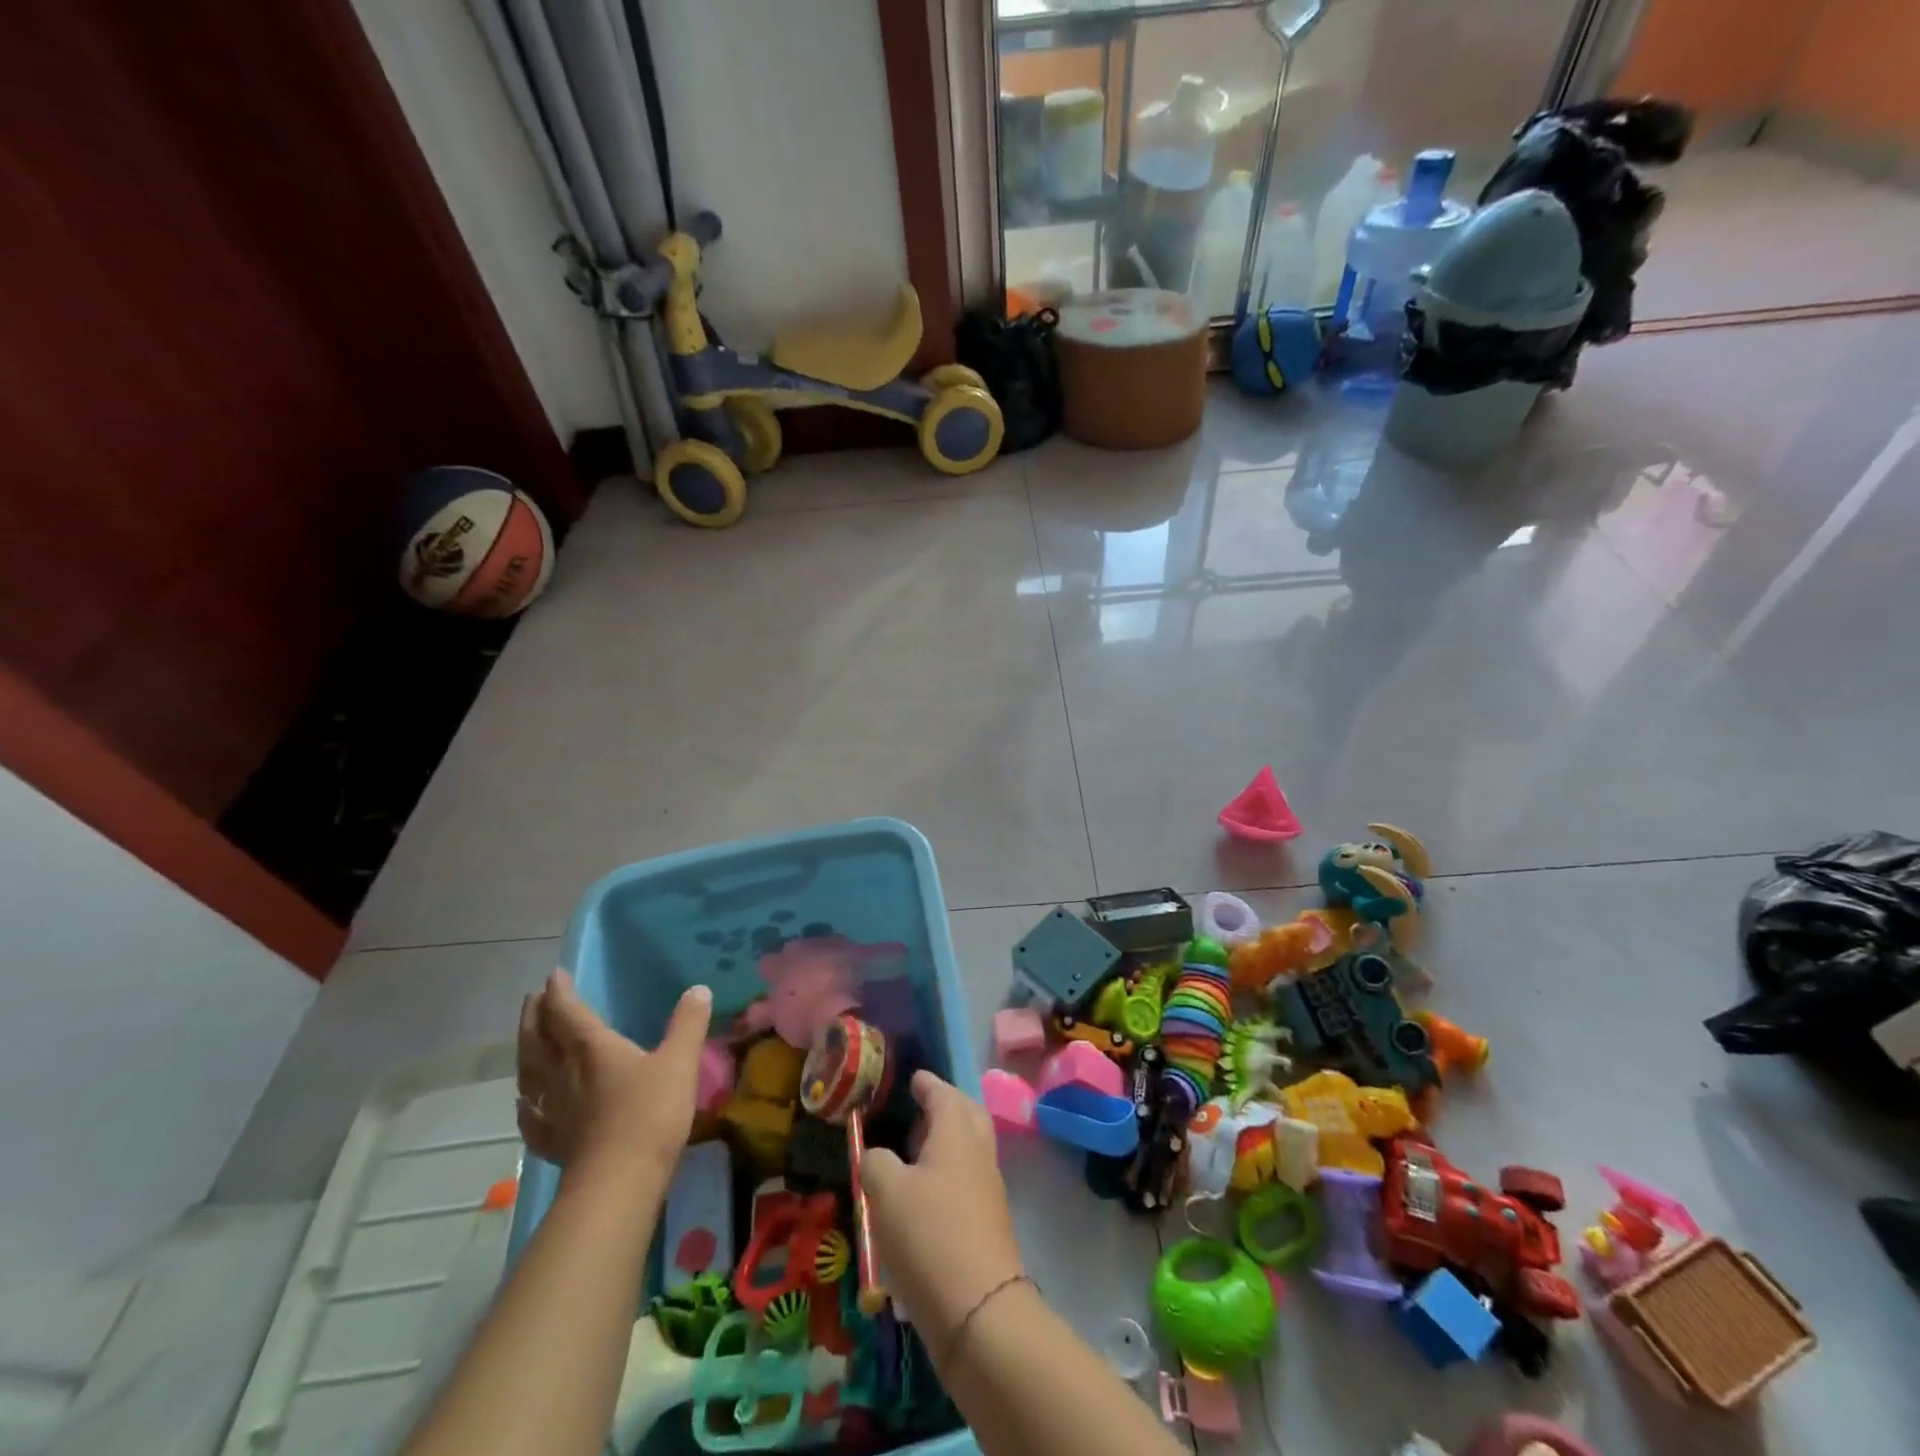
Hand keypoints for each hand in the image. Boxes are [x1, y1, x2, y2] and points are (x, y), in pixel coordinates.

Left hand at [516, 969, 711, 1177]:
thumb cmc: (650, 1113)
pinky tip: (524, 1103)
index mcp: (591, 1048)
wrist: (619, 1183)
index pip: (567, 1012)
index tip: (554, 974)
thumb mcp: (680, 1061)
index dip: (559, 991)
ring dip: (525, 1053)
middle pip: (538, 1040)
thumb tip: (698, 989)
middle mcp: (564, 1074)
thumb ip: (688, 1024)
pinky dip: (525, 1105)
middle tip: (532, 999)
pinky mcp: (554, 1143)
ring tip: (526, 1042)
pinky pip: (531, 1118)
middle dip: (534, 1016)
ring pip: (529, 1075)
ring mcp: (553, 1110)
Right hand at [862, 1071, 1023, 1346]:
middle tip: (919, 1106)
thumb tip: (877, 1155)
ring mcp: (988, 1188)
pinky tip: (924, 1191)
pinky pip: (968, 1178)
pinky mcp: (988, 1221)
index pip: (943, 1093)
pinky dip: (949, 1171)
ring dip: (947, 1140)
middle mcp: (978, 1151)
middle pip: (966, 1114)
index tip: (913, 1078)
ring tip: (915, 1148)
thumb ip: (876, 1162)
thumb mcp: (886, 1192)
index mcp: (957, 1131)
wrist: (979, 1310)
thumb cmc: (929, 1235)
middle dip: (946, 1105)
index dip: (926, 1083)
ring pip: (969, 1148)